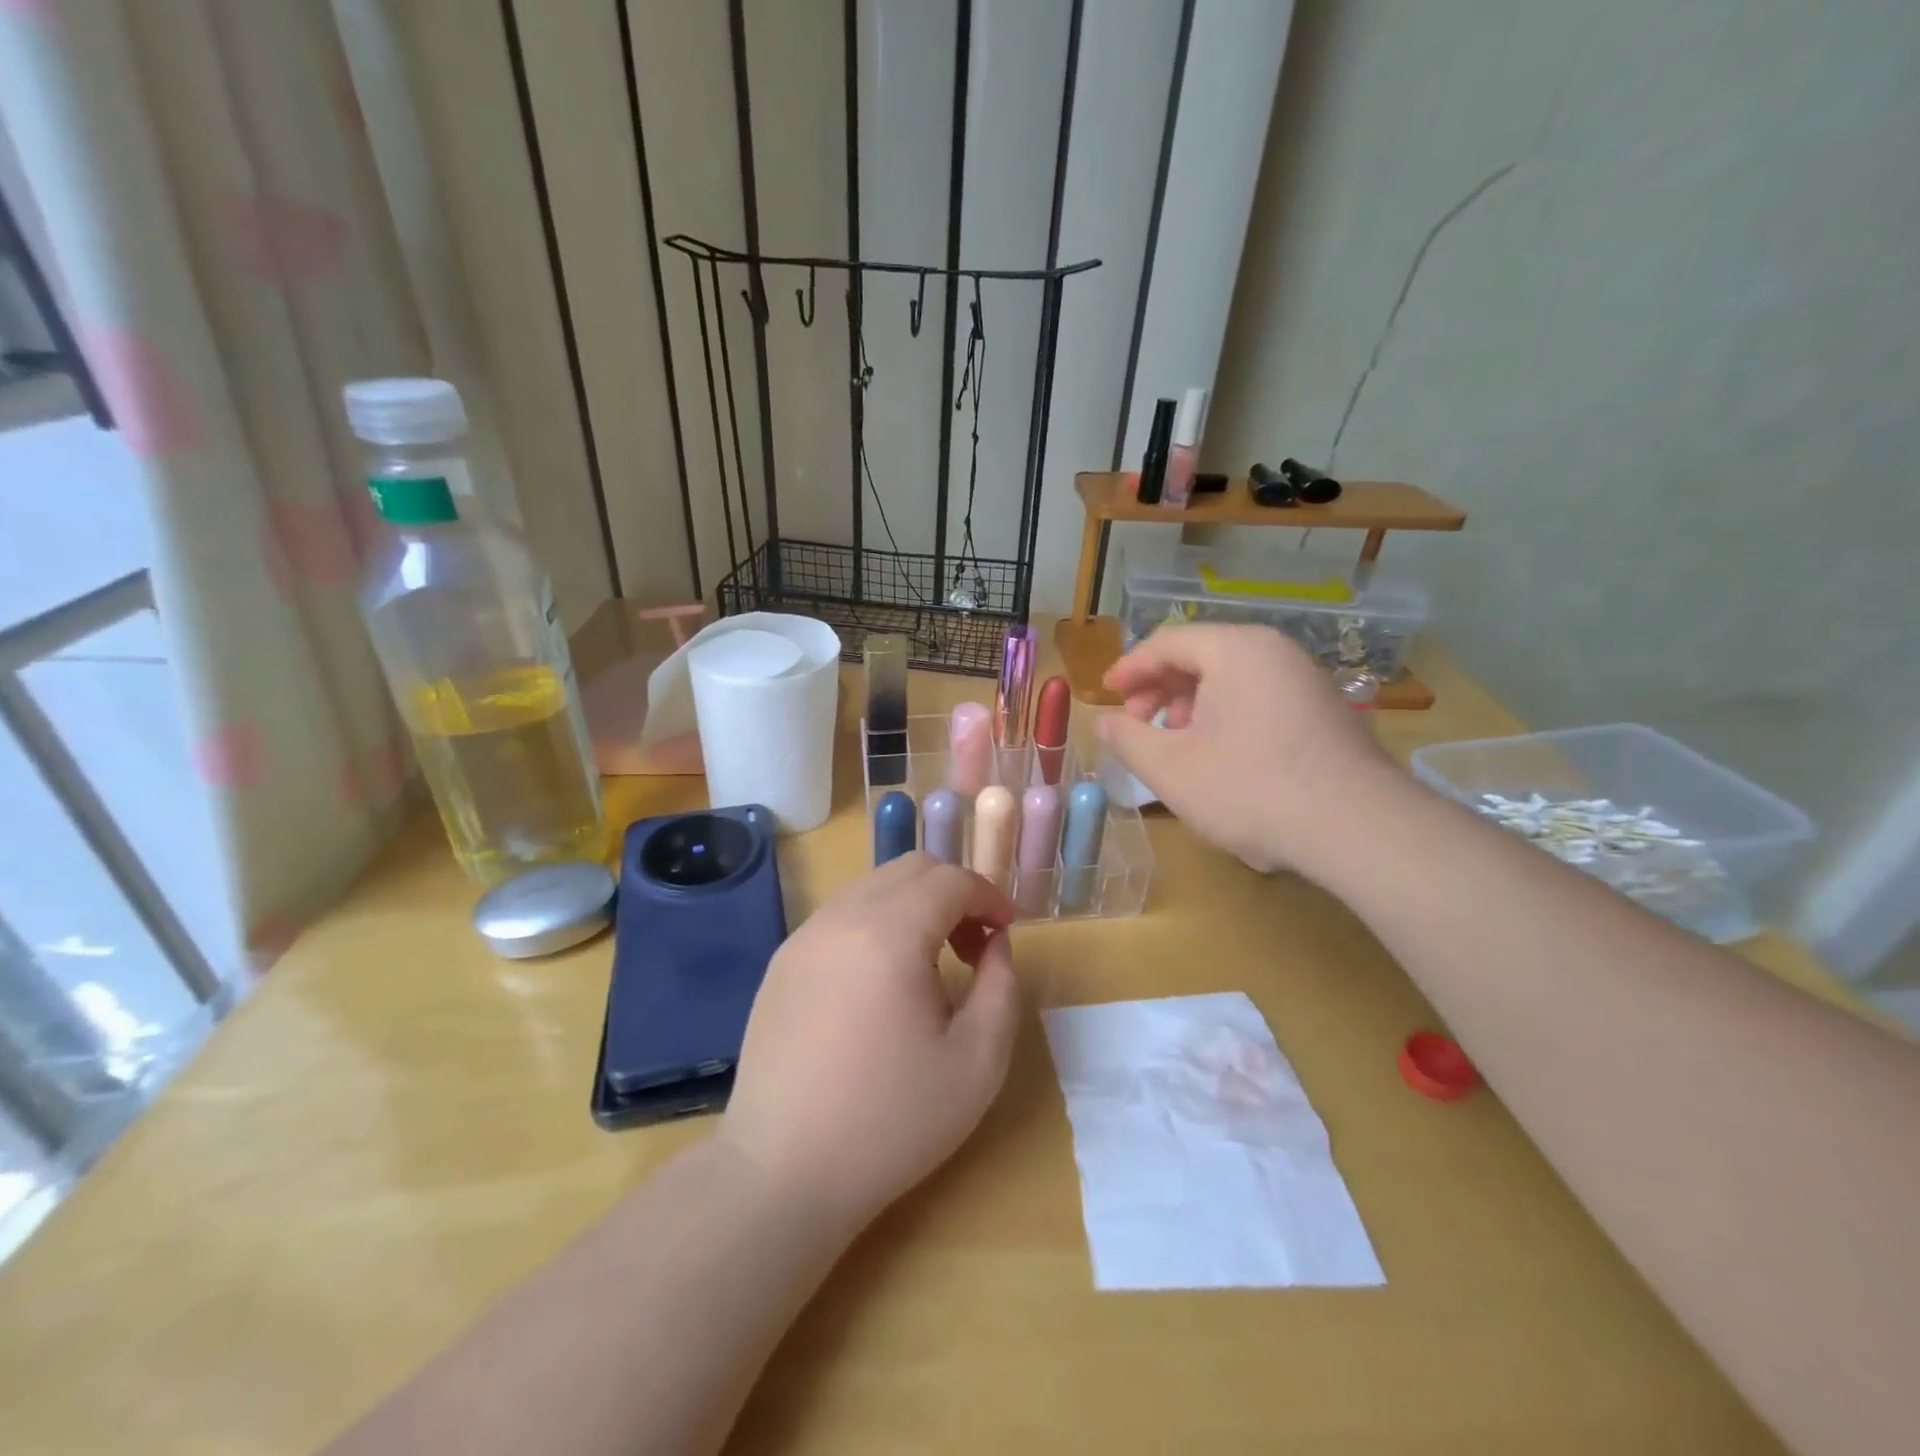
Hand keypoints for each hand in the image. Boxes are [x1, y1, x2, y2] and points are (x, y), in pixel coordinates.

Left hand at [720, 854, 1019, 1232]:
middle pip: (910, 869)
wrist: (781, 1174)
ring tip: (931, 965)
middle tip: (974, 947)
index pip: (950, 880)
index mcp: (888, 935)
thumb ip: (1001, 987)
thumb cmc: (890, 1123)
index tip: (1007, 932)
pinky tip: (882, 982)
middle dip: (954, 893)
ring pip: (873, 887)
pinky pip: (842, 916)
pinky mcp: (782, 962)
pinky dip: (878, 924)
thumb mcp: (977, 1063)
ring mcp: (803, 937)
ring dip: (915, 906)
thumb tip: (994, 944)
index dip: (988, 896)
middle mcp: (840, 918)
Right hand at [1095, 624, 1402, 876]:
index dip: (1129, 668)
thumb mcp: (1170, 768)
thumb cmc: (1250, 789)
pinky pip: (1260, 697)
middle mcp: (1274, 651)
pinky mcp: (1326, 711)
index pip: (1167, 642)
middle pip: (1201, 655)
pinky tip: (1221, 756)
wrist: (1358, 828)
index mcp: (1235, 649)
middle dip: (1160, 688)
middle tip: (1138, 724)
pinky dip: (1227, 715)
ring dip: (1192, 704)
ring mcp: (1306, 679)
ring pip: (1232, 678)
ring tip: (1177, 744)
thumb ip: (1127, 739)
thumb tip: (1104, 721)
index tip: (1106, 694)